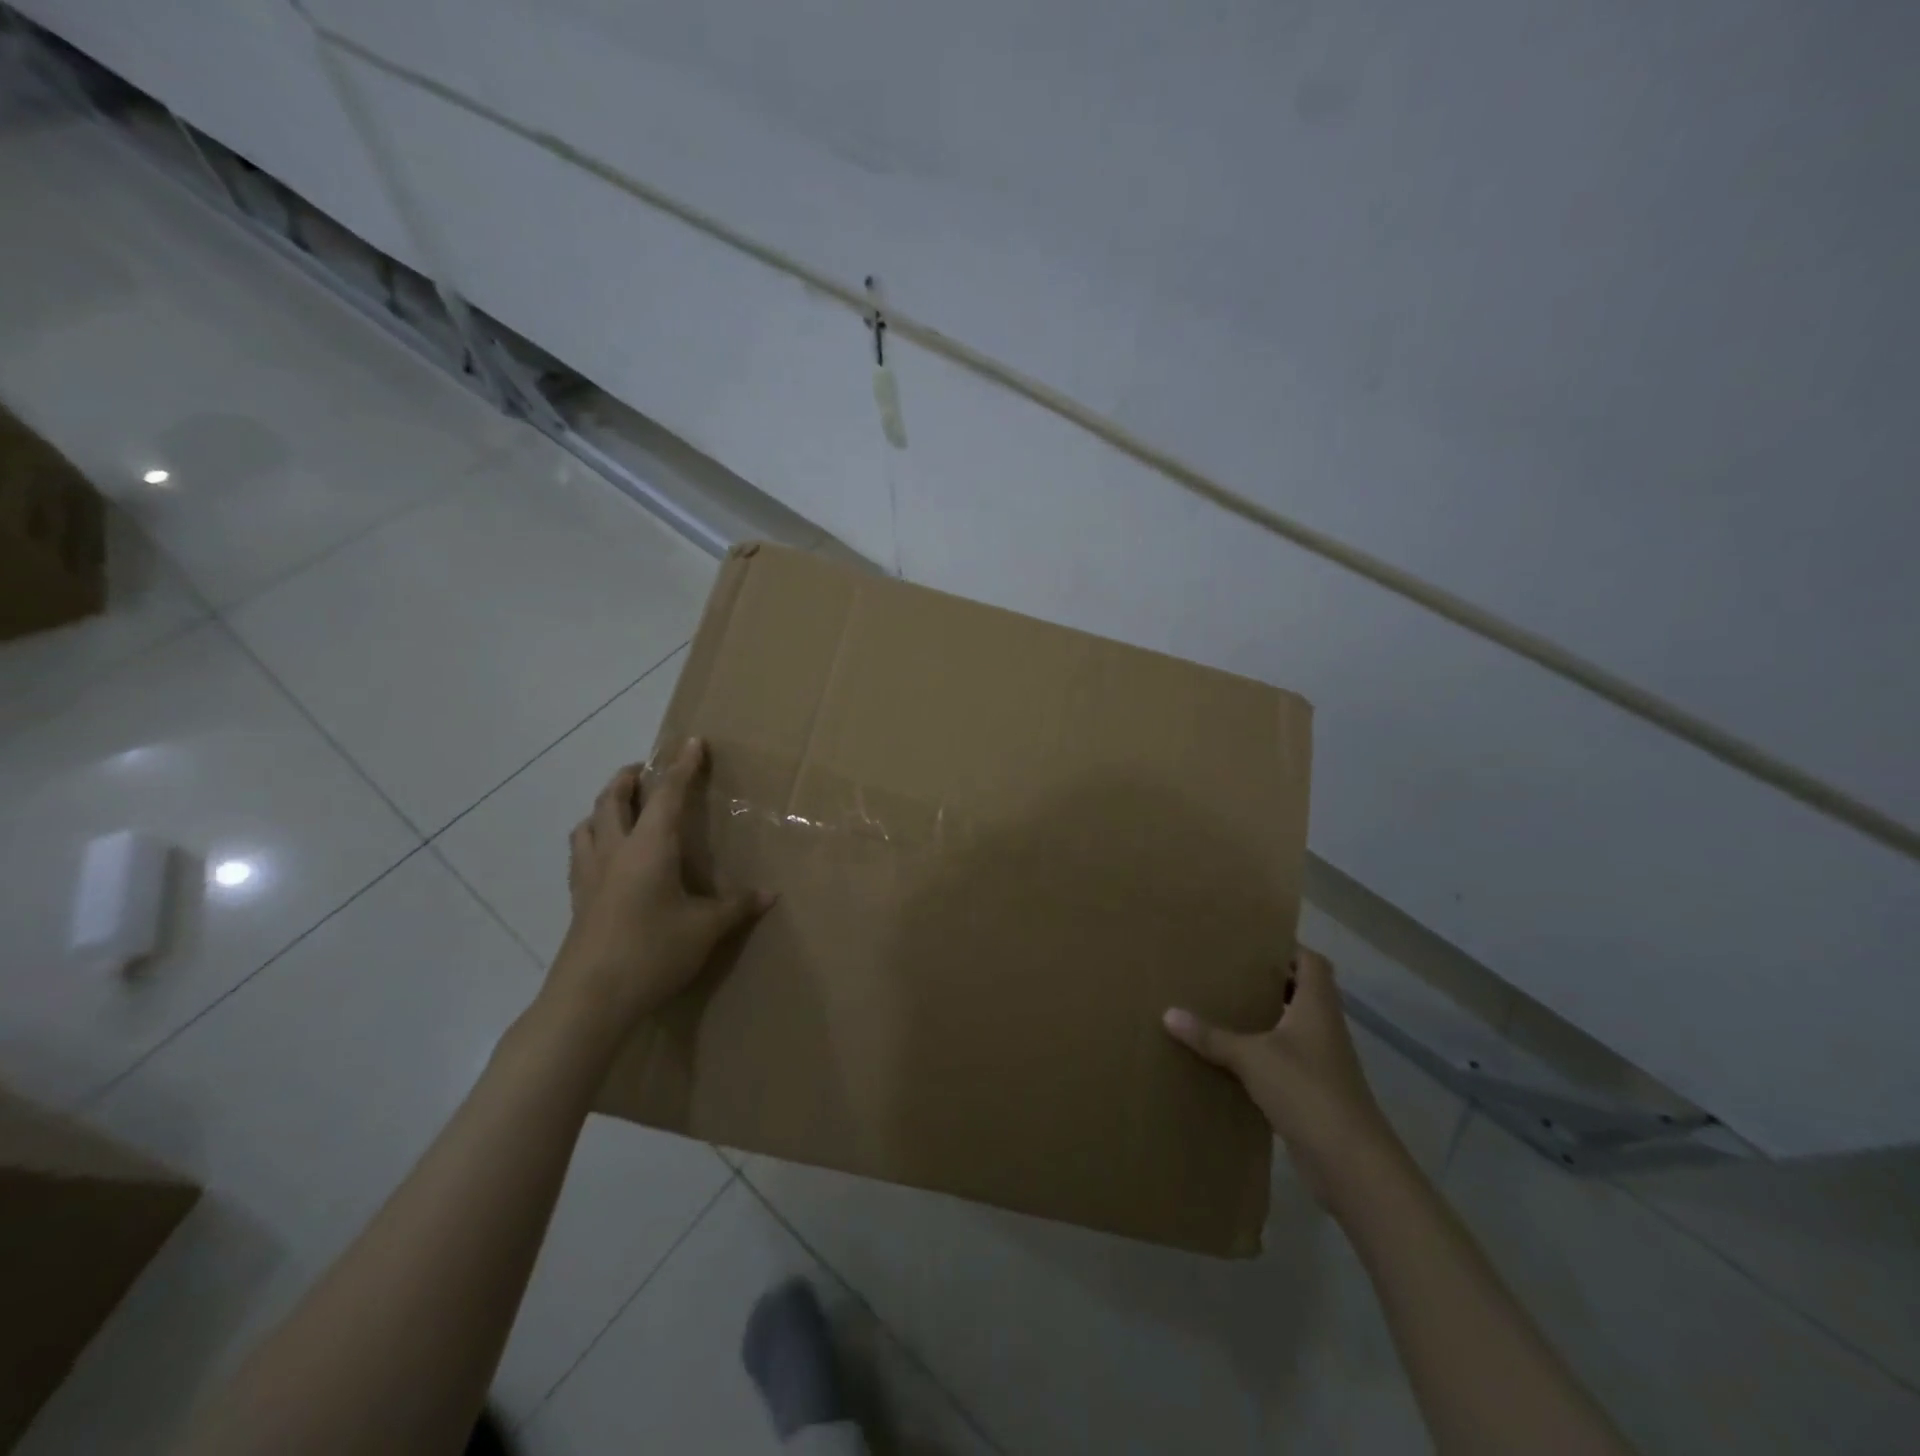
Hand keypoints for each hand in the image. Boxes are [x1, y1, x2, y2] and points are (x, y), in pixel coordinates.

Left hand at [545, 738, 773, 1033]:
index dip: (682, 766)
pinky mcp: (578, 900)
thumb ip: (736, 907)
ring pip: (588, 823)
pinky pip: (580, 853)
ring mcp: (589, 875)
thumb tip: (769, 894)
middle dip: (629, 777)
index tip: (692, 742)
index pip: (667, 794)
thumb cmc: (652, 952)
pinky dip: (592, 838)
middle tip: (645, 770)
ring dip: (604, 806)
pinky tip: (605, 856)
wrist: (589, 1000)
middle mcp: (615, 850)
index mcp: (649, 847)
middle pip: (613, 799)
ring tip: (620, 807)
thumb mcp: (705, 930)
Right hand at [1164, 948, 1403, 1210]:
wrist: (1350, 1162)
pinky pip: (1286, 1059)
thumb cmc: (1306, 1090)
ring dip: (1265, 1017)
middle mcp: (1323, 1027)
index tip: (1251, 943)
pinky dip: (1263, 1053)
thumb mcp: (1251, 1058)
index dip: (1286, 948)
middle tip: (1228, 971)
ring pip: (1293, 1026)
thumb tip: (1168, 1013)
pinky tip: (1232, 1056)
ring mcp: (1322, 1061)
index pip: (1311, 962)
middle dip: (1269, 981)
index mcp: (1317, 1006)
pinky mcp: (1314, 1092)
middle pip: (1301, 992)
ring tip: (1224, 1007)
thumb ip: (1211, 1036)